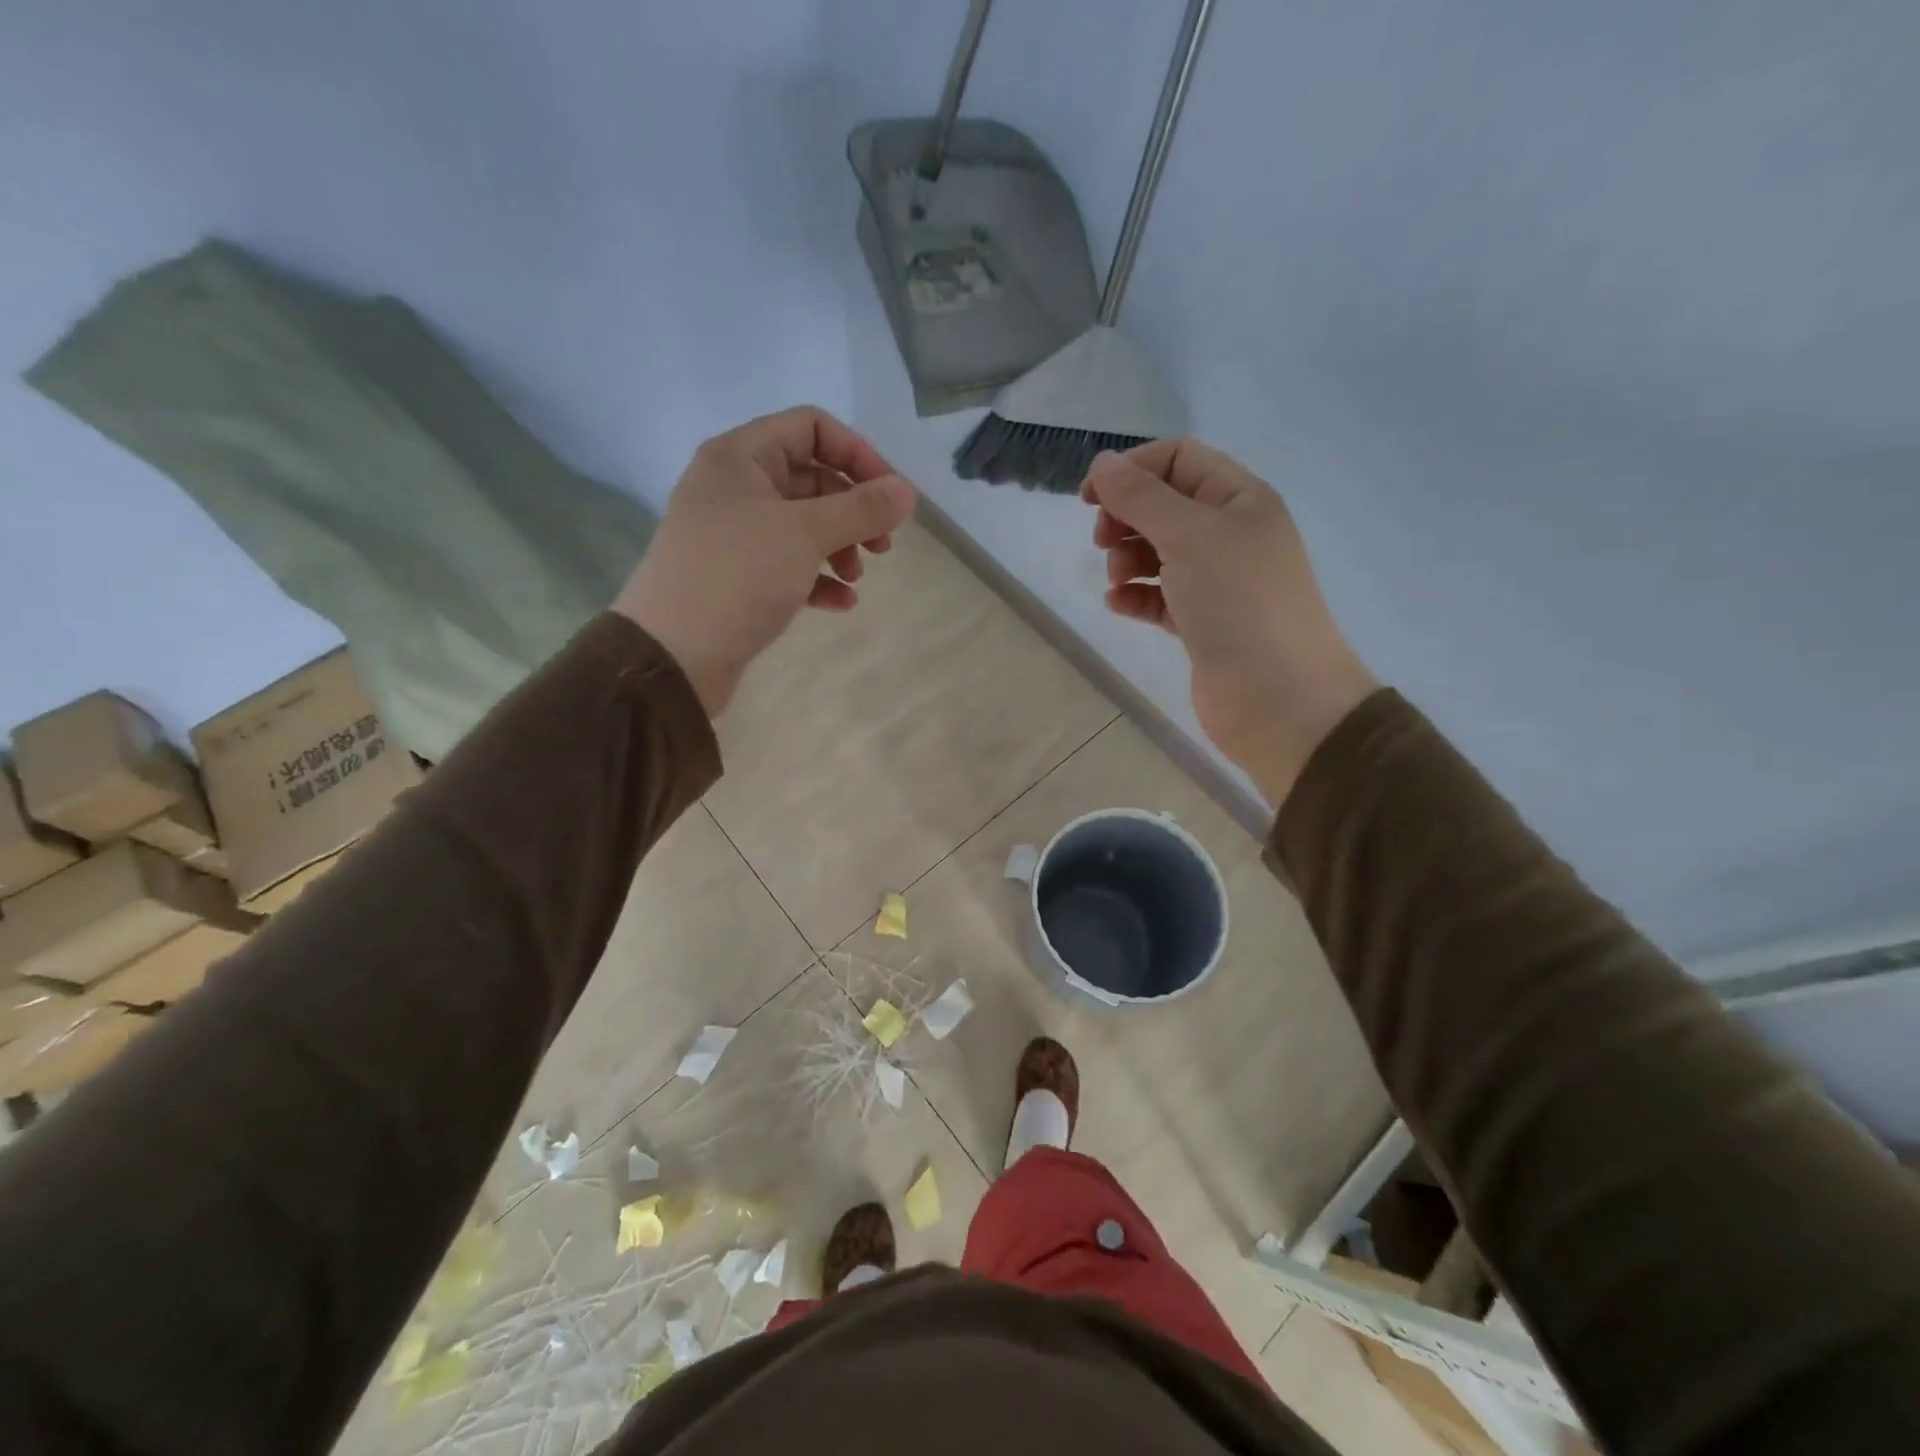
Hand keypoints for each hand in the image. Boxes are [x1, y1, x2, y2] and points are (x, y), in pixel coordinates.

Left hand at [617, 407, 915, 716]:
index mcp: (740, 457)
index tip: (890, 495)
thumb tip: (907, 491)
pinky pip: (788, 564)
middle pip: (811, 479)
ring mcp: (734, 534)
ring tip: (857, 578)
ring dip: (840, 547)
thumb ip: (861, 509)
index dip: (858, 454)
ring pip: (803, 525)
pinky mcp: (737, 577)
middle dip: (853, 510)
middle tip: (883, 545)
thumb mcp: (805, 535)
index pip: (811, 427)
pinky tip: (841, 603)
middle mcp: (734, 487)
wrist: (672, 655)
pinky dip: (818, 578)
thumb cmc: (737, 577)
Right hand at [1081, 440, 1376, 806]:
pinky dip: (1135, 596)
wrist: (1279, 698)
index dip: (1132, 470)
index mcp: (1239, 499)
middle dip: (1127, 517)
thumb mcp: (1189, 536)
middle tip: (1104, 541)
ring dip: (1128, 559)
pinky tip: (1119, 605)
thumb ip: (1141, 497)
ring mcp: (1217, 582)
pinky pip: (1159, 596)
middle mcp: (1230, 534)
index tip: (1089, 498)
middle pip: (1164, 505)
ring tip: (1118, 580)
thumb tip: (1102, 463)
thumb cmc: (1238, 603)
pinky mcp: (1201, 623)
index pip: (1178, 460)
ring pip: (1159, 552)